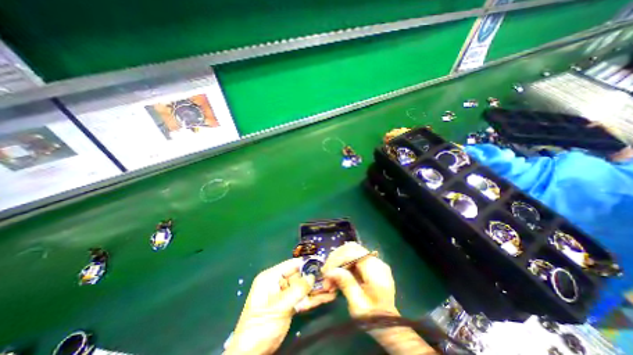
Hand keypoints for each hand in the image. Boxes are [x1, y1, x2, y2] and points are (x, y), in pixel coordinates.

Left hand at [227, 259, 335, 354]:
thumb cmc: (261, 326)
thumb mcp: (279, 306)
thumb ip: (297, 290)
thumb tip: (312, 276)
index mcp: (271, 277)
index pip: (291, 265)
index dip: (306, 263)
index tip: (321, 263)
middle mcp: (278, 283)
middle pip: (300, 276)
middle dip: (315, 277)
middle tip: (331, 277)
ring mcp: (285, 295)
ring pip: (304, 288)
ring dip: (317, 289)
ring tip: (333, 287)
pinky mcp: (290, 306)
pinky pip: (303, 299)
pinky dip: (314, 298)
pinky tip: (327, 297)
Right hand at [324, 244, 437, 354]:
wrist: (388, 325)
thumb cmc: (373, 319)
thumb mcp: (358, 305)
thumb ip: (346, 284)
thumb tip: (330, 271)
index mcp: (376, 272)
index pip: (354, 253)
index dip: (338, 259)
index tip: (326, 272)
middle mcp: (377, 262)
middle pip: (352, 248)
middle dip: (336, 258)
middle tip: (325, 273)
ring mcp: (374, 261)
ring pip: (350, 251)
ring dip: (337, 261)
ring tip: (328, 276)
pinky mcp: (370, 264)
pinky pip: (353, 257)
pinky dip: (342, 264)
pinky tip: (336, 275)